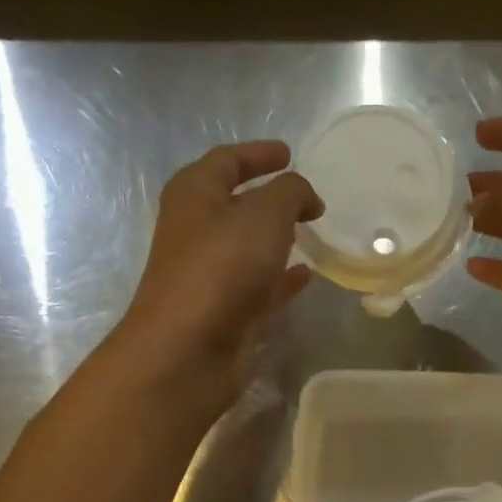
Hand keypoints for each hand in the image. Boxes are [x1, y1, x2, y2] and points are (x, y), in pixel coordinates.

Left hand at [115, 141, 321, 409]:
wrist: (190, 347)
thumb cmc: (222, 266)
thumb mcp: (265, 213)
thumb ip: (290, 193)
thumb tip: (305, 196)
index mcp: (194, 194)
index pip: (227, 160)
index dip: (258, 153)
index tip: (290, 154)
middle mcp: (197, 230)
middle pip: (235, 204)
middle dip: (270, 199)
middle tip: (306, 200)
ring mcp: (210, 274)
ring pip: (249, 248)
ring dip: (277, 240)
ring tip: (311, 234)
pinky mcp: (226, 311)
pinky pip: (260, 285)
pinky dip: (282, 278)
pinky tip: (308, 275)